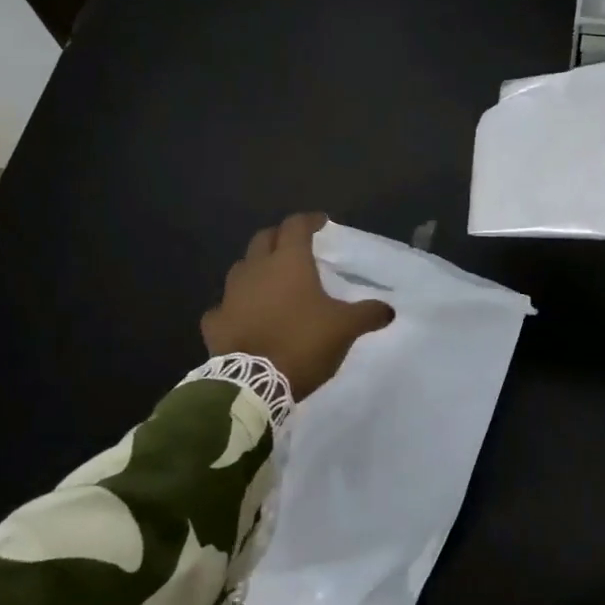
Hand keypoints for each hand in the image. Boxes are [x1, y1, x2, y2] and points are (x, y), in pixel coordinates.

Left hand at [201, 214, 392, 398]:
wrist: (253, 383)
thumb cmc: (303, 343)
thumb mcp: (345, 328)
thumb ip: (368, 314)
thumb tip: (389, 309)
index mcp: (289, 262)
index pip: (296, 226)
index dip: (309, 220)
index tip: (321, 223)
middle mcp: (256, 269)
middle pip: (264, 238)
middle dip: (280, 237)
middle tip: (296, 247)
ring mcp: (230, 295)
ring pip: (241, 268)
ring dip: (256, 267)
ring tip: (271, 280)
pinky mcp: (215, 322)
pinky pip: (224, 306)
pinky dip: (235, 306)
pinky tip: (244, 316)